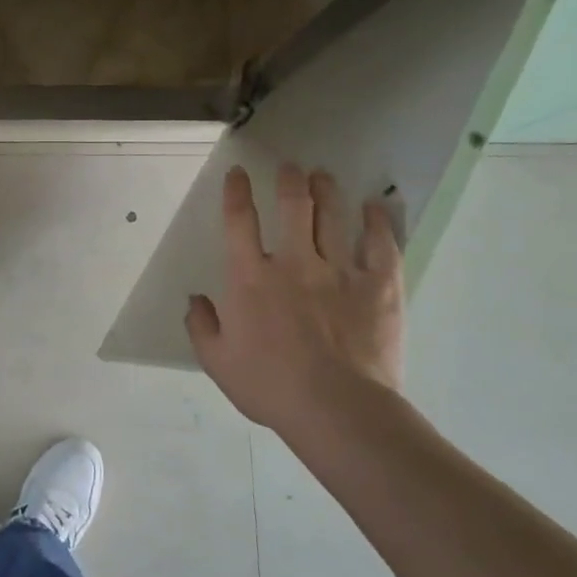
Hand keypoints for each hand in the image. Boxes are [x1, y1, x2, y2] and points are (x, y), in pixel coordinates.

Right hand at [185, 165, 403, 437]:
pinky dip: (377, 221)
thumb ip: (201, 326)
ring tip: (323, 176)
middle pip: (292, 207)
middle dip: (289, 181)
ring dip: (327, 190)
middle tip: (290, 168)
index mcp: (250, 278)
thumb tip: (196, 299)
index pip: (239, 222)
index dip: (236, 193)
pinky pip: (380, 243)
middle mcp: (294, 263)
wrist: (335, 408)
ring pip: (333, 216)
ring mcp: (339, 270)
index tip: (238, 173)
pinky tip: (375, 206)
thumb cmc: (270, 386)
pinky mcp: (378, 285)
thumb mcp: (217, 361)